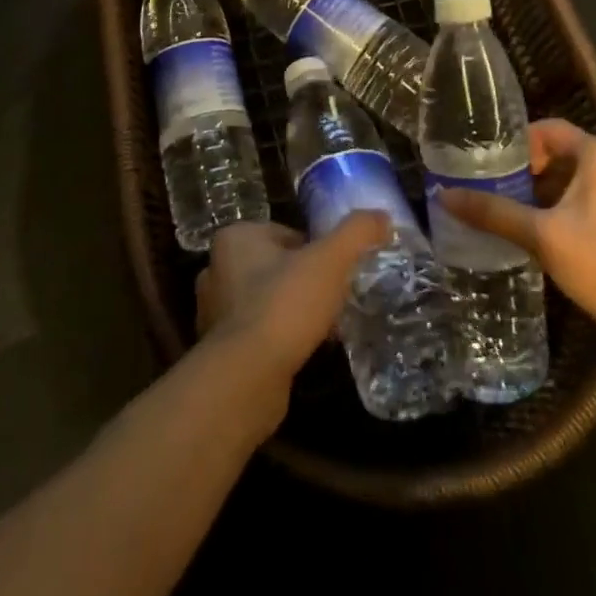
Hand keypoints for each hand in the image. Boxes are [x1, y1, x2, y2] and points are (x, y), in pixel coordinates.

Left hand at [195, 215, 387, 422]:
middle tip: (333, 301)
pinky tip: (302, 352)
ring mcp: (213, 312)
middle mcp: (216, 269)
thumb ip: (357, 232)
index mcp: (236, 238)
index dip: (315, 251)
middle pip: (276, 267)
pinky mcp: (218, 351)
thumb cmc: (284, 305)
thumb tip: (382, 216)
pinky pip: (257, 334)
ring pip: (266, 301)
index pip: (286, 234)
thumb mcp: (330, 260)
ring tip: (323, 330)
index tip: (336, 272)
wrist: (246, 379)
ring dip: (292, 312)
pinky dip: (279, 340)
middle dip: (304, 282)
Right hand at [439, 119, 595, 336]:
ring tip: (502, 208)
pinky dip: (556, 207)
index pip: (548, 129)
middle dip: (523, 170)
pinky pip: (581, 199)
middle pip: (557, 153)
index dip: (516, 142)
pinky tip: (532, 230)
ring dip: (538, 192)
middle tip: (488, 186)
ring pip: (568, 179)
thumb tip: (445, 195)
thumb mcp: (543, 235)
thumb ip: (495, 213)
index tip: (487, 162)